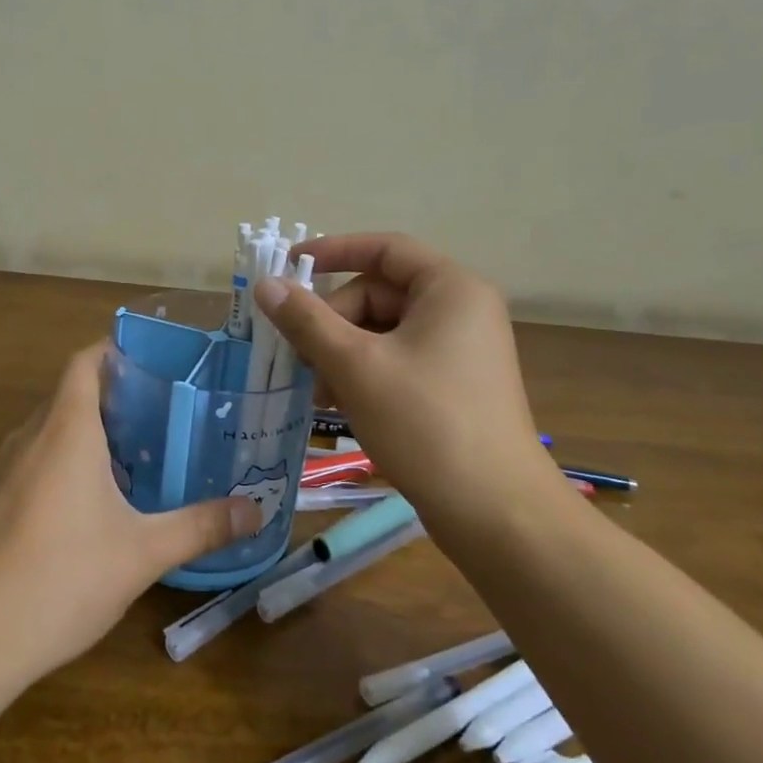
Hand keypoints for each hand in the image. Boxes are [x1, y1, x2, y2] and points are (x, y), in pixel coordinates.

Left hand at [0, 342, 260, 682]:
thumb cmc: (62, 577)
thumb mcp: (142, 553)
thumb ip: (200, 526)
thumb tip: (256, 511)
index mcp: (65, 429)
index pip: (85, 362)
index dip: (114, 351)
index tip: (152, 363)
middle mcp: (27, 435)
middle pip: (69, 396)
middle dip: (110, 400)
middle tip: (157, 418)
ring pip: (45, 432)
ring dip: (82, 436)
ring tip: (127, 462)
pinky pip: (26, 463)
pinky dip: (55, 466)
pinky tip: (79, 511)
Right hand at [253, 233, 567, 529]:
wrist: (496, 514)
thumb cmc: (426, 424)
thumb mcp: (356, 366)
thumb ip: (306, 320)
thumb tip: (266, 284)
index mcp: (450, 289)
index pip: (384, 249)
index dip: (332, 252)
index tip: (288, 267)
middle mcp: (461, 310)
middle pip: (379, 293)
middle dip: (332, 321)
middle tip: (297, 355)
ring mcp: (460, 350)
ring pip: (383, 331)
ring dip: (341, 352)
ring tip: (314, 388)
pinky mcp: (454, 385)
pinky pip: (397, 360)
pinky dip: (364, 373)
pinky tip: (336, 403)